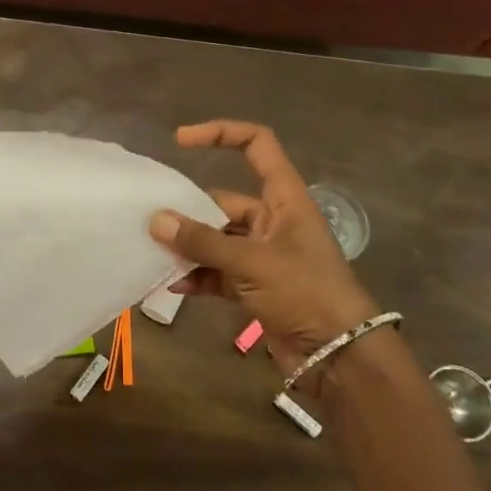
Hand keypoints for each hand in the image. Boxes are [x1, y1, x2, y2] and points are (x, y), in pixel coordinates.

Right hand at [149, 121, 380, 378]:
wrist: (339, 356)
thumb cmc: (305, 292)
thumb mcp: (252, 262)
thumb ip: (202, 242)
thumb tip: (156, 220)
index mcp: (284, 199)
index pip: (257, 146)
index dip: (221, 134)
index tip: (180, 141)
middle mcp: (273, 221)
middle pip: (223, 201)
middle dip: (188, 211)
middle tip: (151, 222)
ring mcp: (263, 255)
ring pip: (216, 240)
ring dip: (188, 248)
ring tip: (153, 254)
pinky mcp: (255, 287)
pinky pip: (217, 273)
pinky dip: (197, 277)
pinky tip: (172, 285)